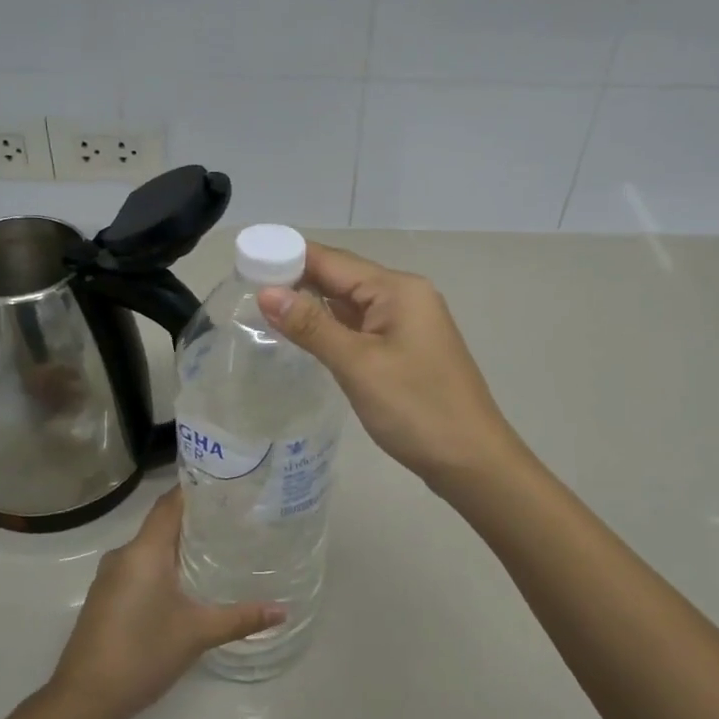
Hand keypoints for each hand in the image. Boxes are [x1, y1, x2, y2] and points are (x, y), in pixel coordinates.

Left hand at [48, 489, 282, 718]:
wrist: (84, 700)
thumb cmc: (142, 654)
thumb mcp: (198, 633)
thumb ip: (241, 618)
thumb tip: (283, 611)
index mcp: (145, 550)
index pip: (171, 503)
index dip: (197, 490)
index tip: (228, 485)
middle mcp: (124, 554)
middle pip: (162, 523)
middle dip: (195, 520)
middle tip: (234, 519)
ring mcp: (110, 577)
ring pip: (149, 548)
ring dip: (178, 546)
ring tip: (217, 548)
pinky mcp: (105, 598)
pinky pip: (138, 568)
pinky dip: (162, 566)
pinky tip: (186, 583)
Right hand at [258, 243, 519, 489]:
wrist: (472, 461)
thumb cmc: (417, 409)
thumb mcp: (358, 365)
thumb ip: (312, 326)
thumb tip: (266, 292)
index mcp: (398, 289)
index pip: (333, 261)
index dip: (289, 257)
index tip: (246, 261)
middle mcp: (405, 297)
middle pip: (342, 278)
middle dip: (297, 281)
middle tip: (245, 288)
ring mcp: (408, 325)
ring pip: (350, 305)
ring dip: (313, 306)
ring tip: (264, 309)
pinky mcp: (406, 351)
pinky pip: (361, 328)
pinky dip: (332, 328)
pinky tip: (305, 337)